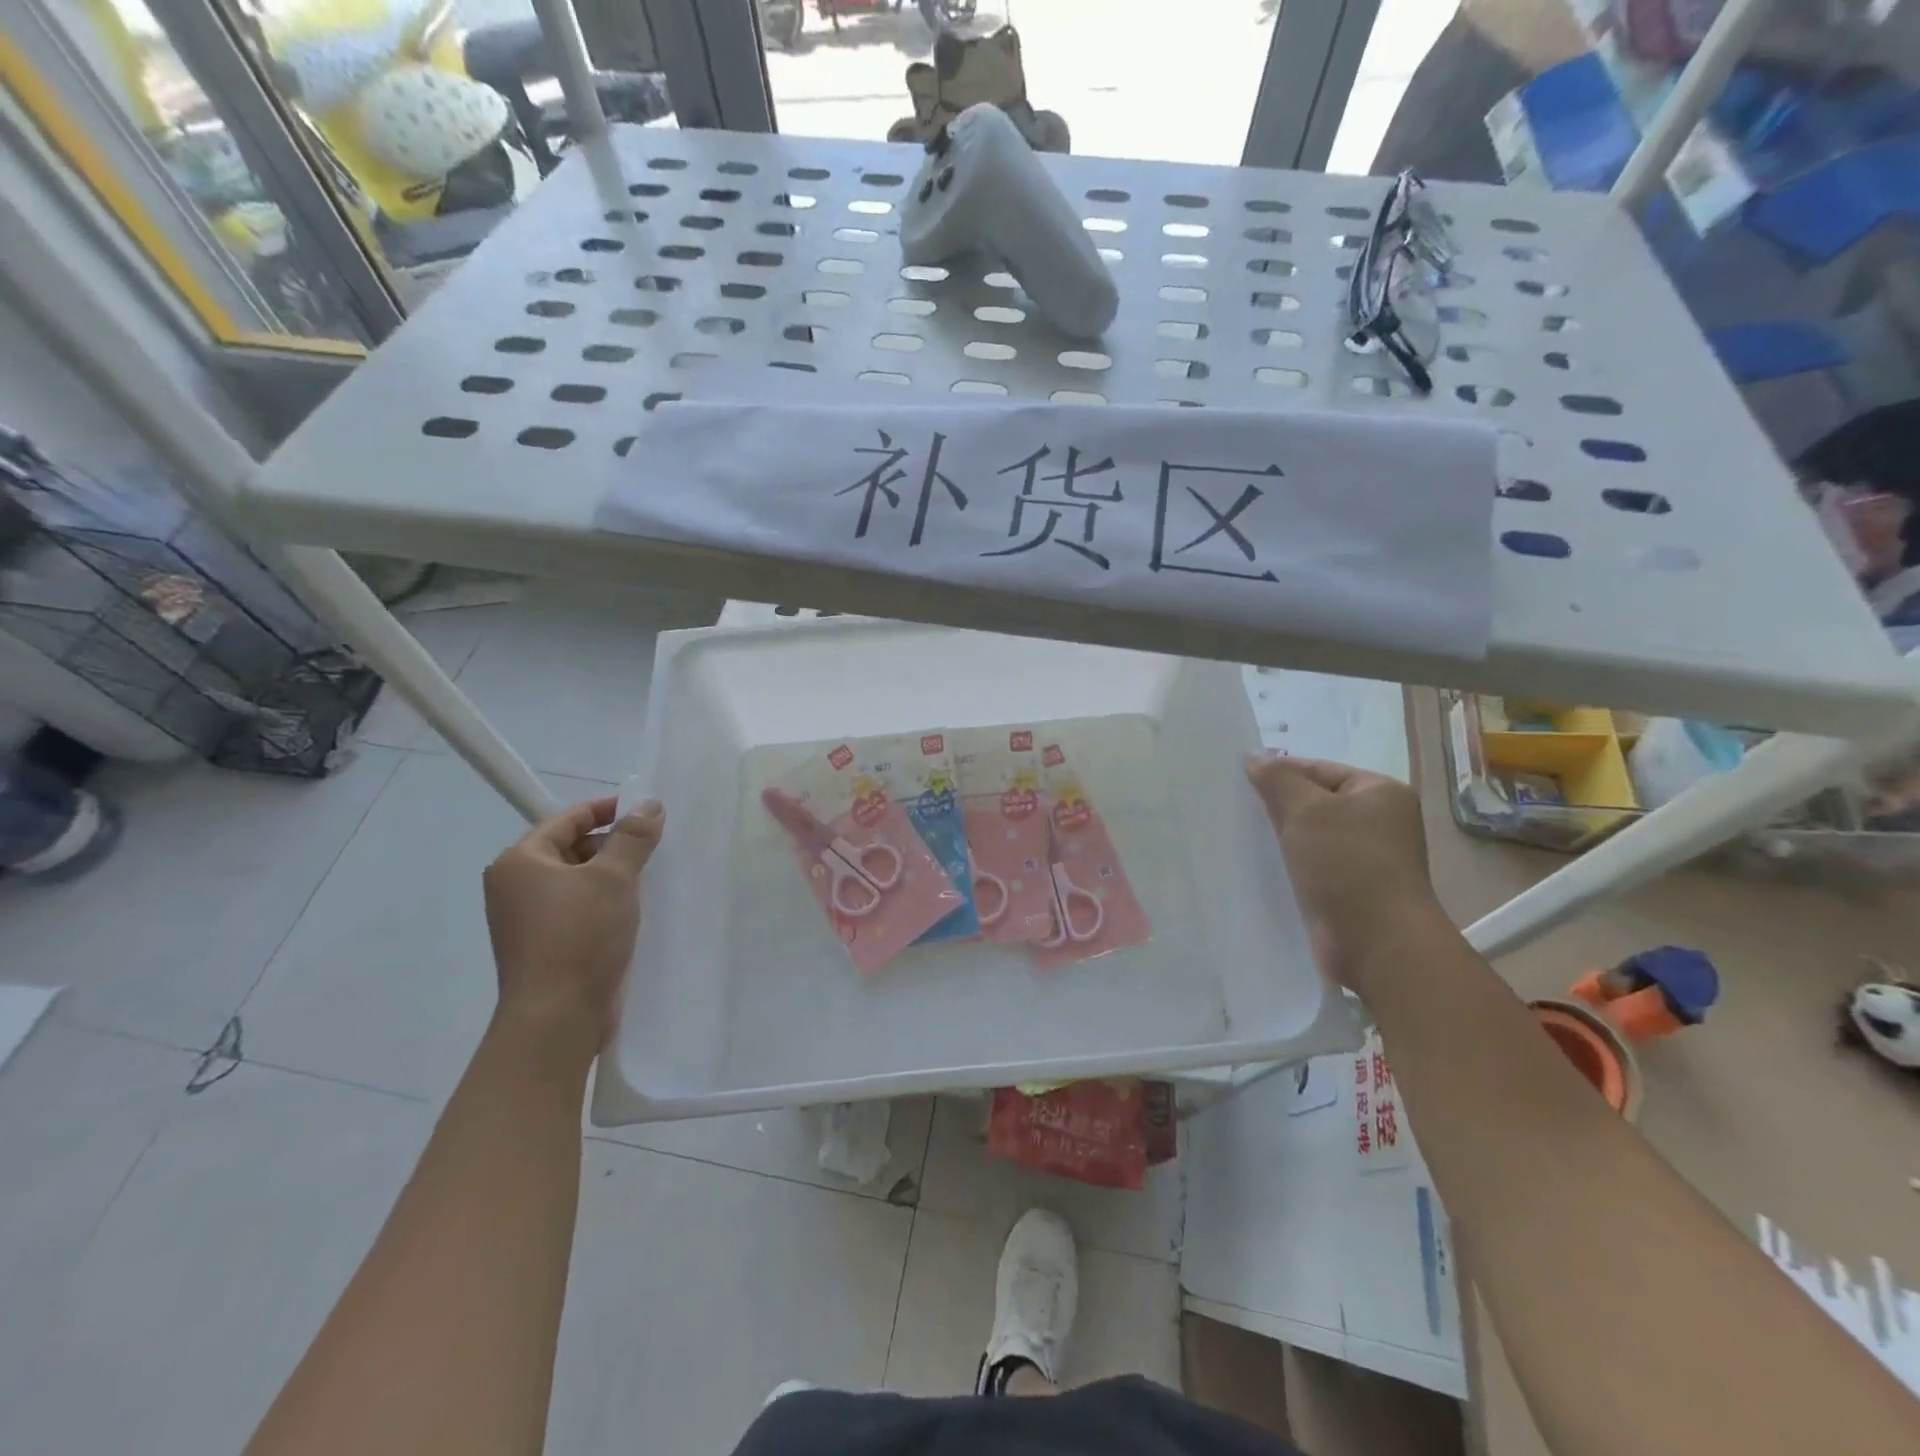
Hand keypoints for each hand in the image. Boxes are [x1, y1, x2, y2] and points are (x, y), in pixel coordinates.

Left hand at [482, 796, 664, 1066]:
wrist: (558, 1018)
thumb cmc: (579, 936)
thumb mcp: (613, 877)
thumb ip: (632, 836)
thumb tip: (649, 804)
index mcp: (520, 862)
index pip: (567, 819)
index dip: (607, 809)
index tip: (646, 809)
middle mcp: (516, 886)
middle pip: (571, 848)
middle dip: (613, 843)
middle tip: (655, 845)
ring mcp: (529, 919)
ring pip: (578, 881)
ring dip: (613, 875)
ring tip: (652, 875)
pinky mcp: (546, 946)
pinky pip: (580, 908)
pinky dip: (606, 902)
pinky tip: (636, 908)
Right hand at [1245, 754, 1439, 987]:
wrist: (1378, 944)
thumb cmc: (1347, 864)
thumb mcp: (1306, 810)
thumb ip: (1277, 779)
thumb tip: (1254, 757)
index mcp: (1380, 792)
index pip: (1318, 769)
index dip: (1278, 773)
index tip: (1237, 783)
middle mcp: (1380, 822)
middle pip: (1315, 802)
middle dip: (1276, 806)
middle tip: (1234, 808)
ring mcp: (1367, 859)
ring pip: (1311, 836)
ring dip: (1280, 838)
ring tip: (1240, 837)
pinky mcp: (1351, 890)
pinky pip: (1312, 866)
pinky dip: (1289, 864)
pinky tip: (1259, 868)